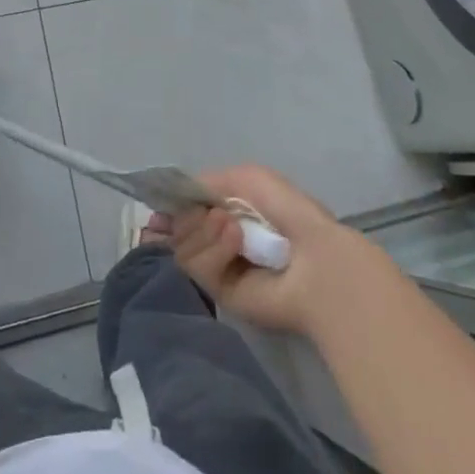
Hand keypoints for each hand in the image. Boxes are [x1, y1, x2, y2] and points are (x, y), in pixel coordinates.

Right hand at [172, 165, 377, 336]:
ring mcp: (219, 269)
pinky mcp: (220, 295)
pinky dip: (213, 250)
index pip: (185, 211)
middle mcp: (219, 241)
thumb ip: (205, 183)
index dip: (171, 208)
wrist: (315, 259)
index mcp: (227, 213)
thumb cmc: (286, 211)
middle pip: (178, 229)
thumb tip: (175, 200)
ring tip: (232, 226)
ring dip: (203, 231)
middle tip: (214, 214)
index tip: (159, 207)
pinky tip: (236, 242)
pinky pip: (197, 269)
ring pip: (183, 248)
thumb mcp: (245, 178)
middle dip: (189, 217)